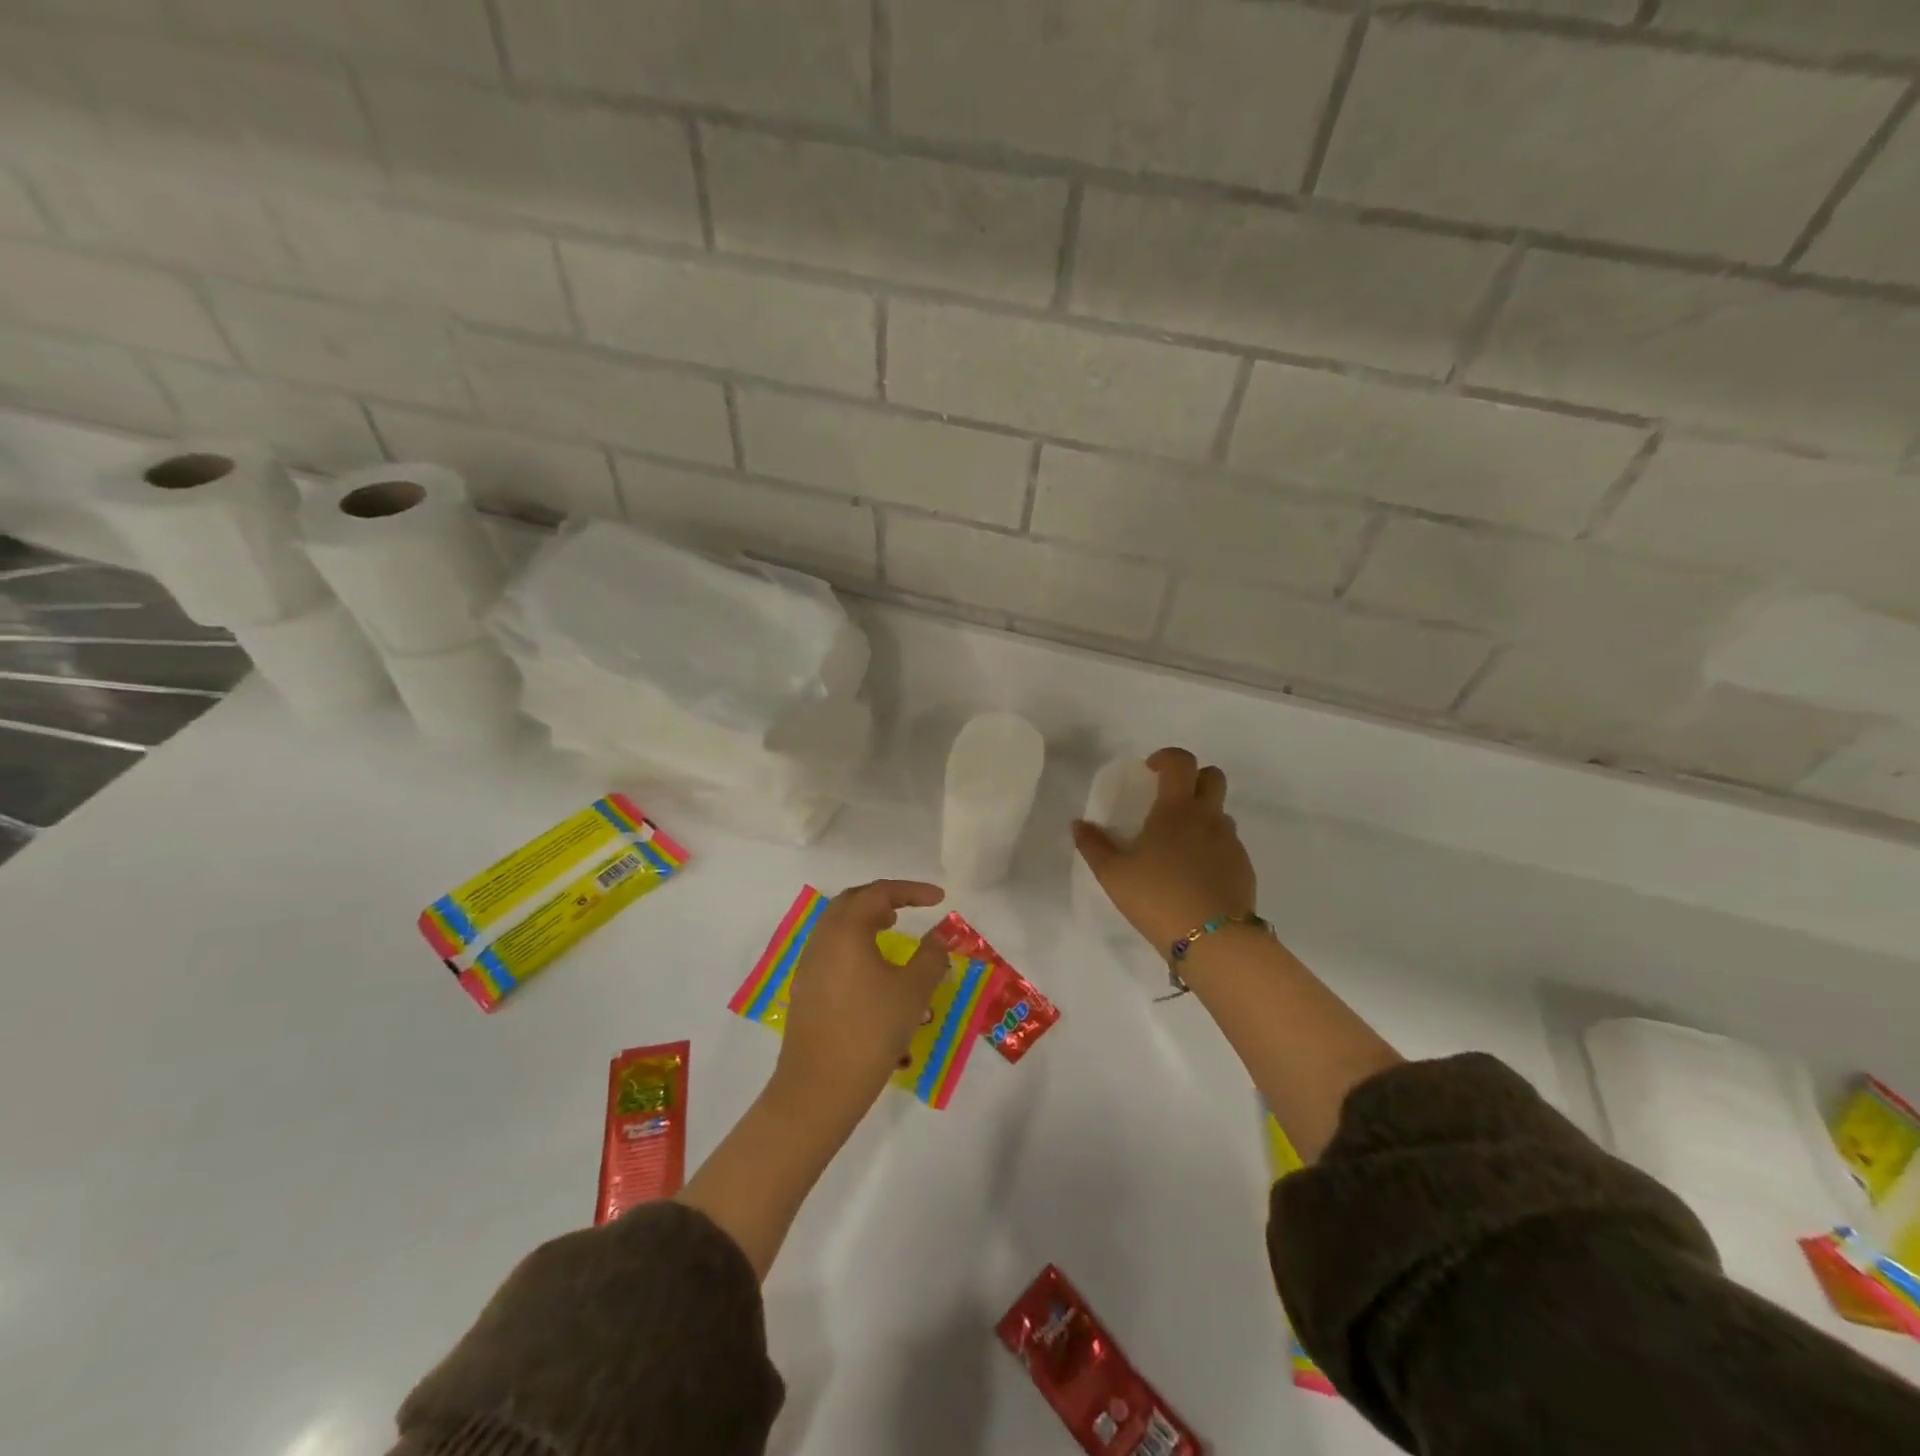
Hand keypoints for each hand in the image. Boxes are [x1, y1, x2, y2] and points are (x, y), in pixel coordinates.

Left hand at [771, 879, 951, 1122]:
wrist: (819, 1088)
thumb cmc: (871, 1031)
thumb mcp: (912, 992)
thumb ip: (930, 957)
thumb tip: (939, 937)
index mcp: (846, 930)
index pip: (879, 893)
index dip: (912, 891)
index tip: (939, 899)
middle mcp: (823, 938)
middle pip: (852, 901)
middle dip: (883, 898)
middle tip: (910, 907)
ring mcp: (809, 964)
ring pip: (838, 924)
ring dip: (866, 919)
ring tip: (892, 929)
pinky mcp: (806, 988)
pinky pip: (832, 947)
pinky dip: (854, 941)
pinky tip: (872, 966)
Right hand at [1072, 747, 1255, 953]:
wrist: (1214, 940)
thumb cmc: (1157, 897)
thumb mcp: (1113, 874)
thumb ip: (1093, 845)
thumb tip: (1078, 824)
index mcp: (1176, 809)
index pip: (1180, 762)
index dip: (1166, 757)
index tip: (1150, 771)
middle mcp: (1208, 817)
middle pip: (1212, 777)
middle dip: (1192, 778)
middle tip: (1169, 800)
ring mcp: (1231, 842)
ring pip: (1220, 813)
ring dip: (1202, 816)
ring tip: (1178, 845)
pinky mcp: (1244, 867)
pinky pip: (1228, 844)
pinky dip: (1212, 847)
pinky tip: (1195, 874)